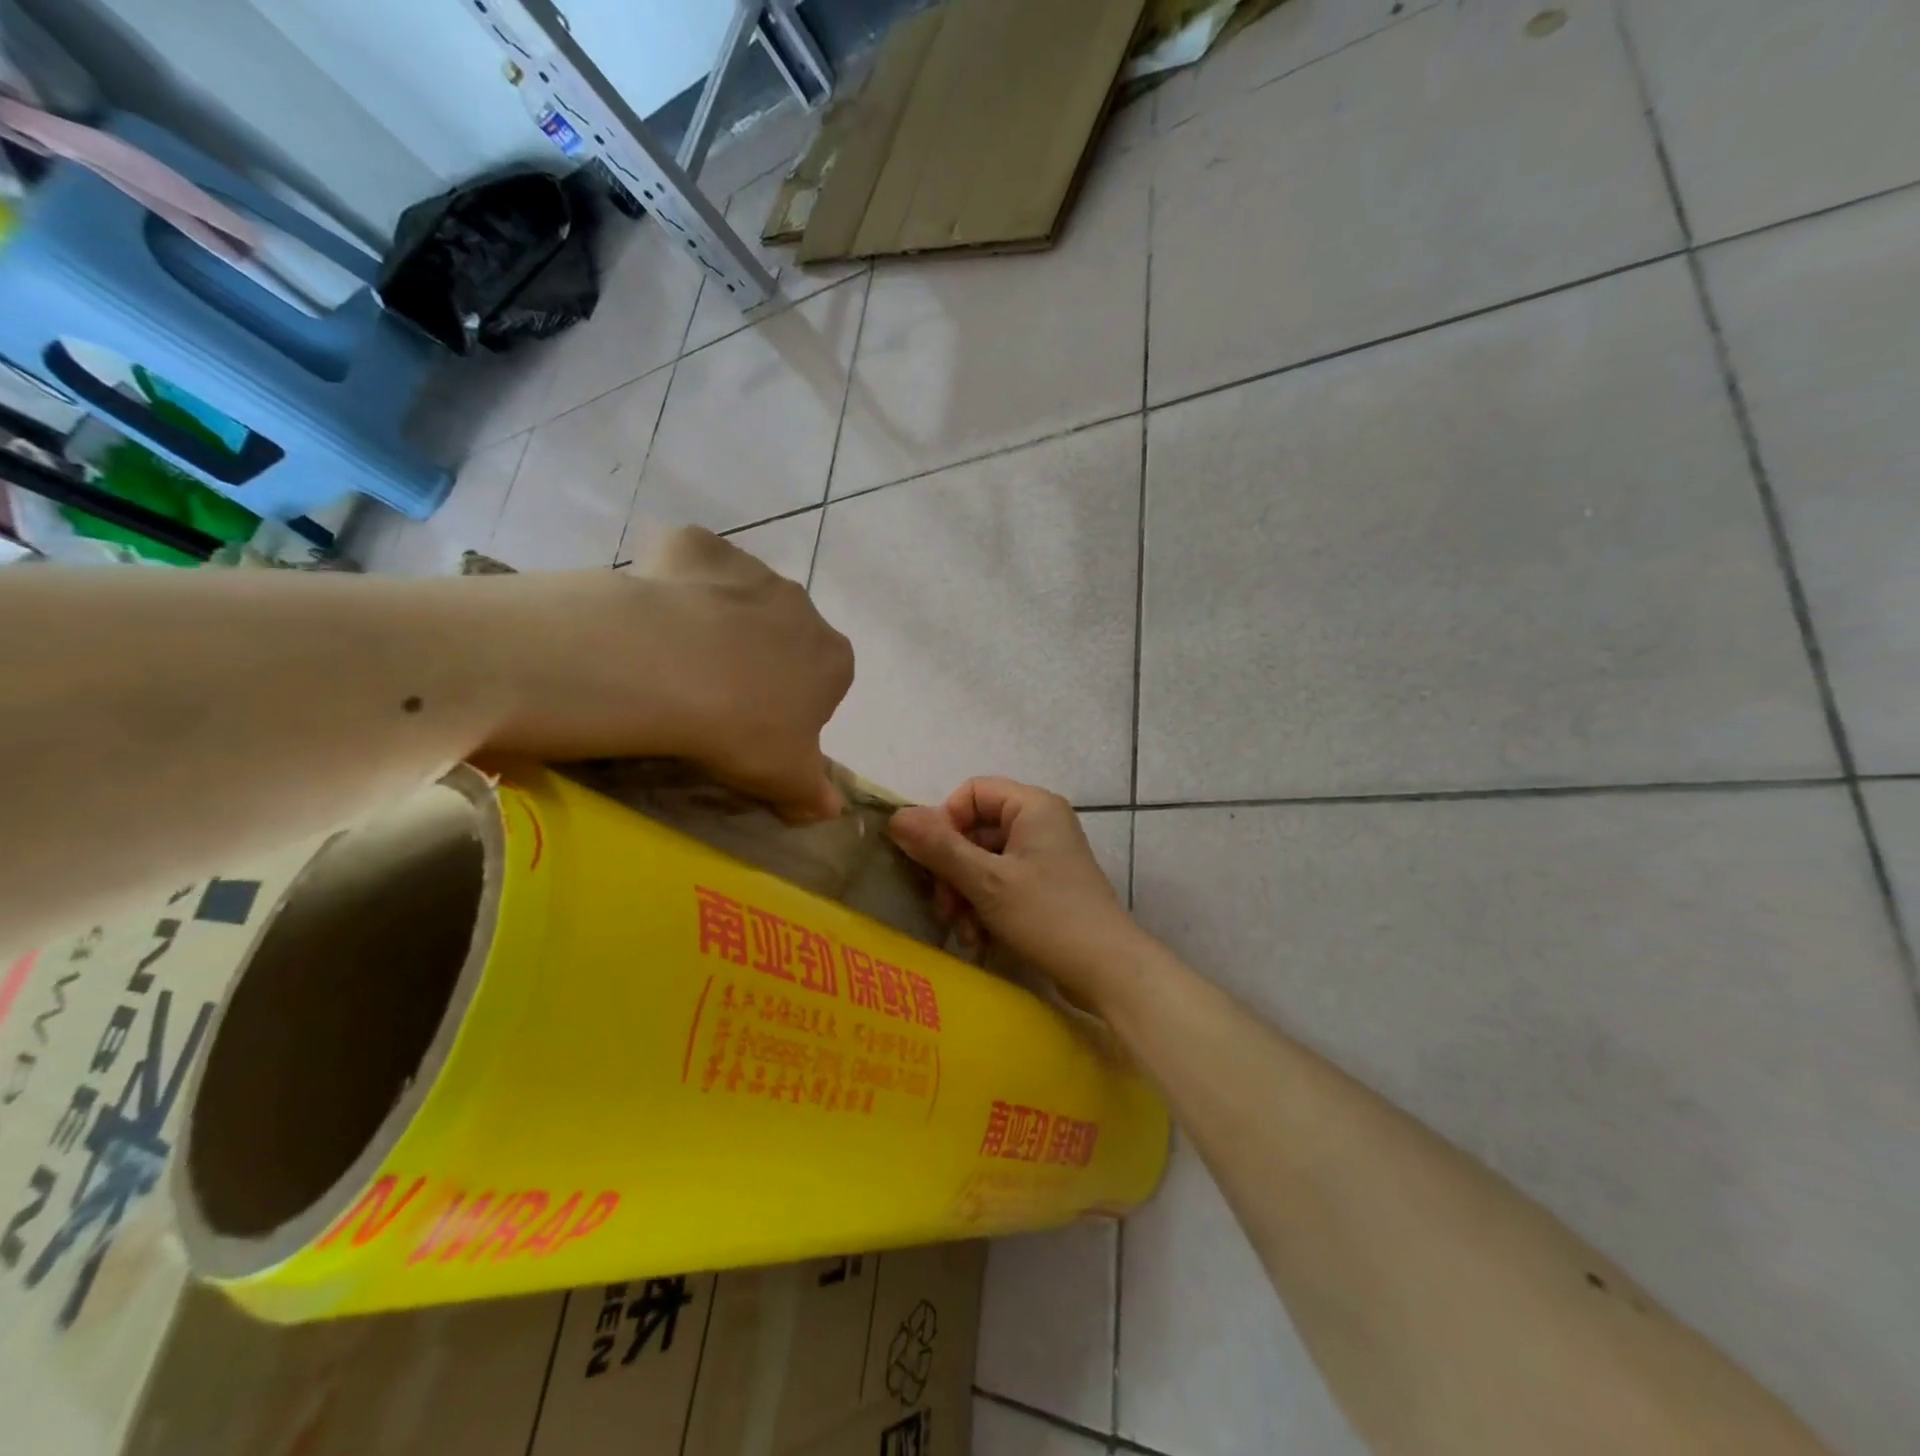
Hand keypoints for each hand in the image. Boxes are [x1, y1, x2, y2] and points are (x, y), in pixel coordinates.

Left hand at [488, 528, 853, 820]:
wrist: (670, 670)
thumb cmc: (743, 731)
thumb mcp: (785, 778)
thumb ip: (813, 792)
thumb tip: (832, 810)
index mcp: (833, 658)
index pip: (826, 682)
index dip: (793, 706)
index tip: (759, 729)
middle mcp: (802, 605)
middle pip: (784, 635)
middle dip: (758, 659)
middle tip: (715, 697)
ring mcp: (750, 568)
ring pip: (738, 597)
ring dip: (719, 621)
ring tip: (675, 660)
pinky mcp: (697, 546)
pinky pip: (691, 563)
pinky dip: (677, 582)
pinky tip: (653, 614)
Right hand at [888, 777, 1145, 1005]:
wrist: (1107, 970)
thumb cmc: (1047, 916)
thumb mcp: (987, 881)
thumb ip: (940, 848)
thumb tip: (896, 816)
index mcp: (1032, 806)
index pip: (972, 792)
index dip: (945, 822)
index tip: (932, 859)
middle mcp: (1040, 822)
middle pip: (975, 829)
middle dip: (953, 869)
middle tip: (943, 906)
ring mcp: (1044, 855)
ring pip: (984, 860)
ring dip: (965, 894)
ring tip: (963, 931)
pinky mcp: (1046, 886)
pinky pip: (1002, 882)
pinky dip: (985, 906)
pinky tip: (979, 939)